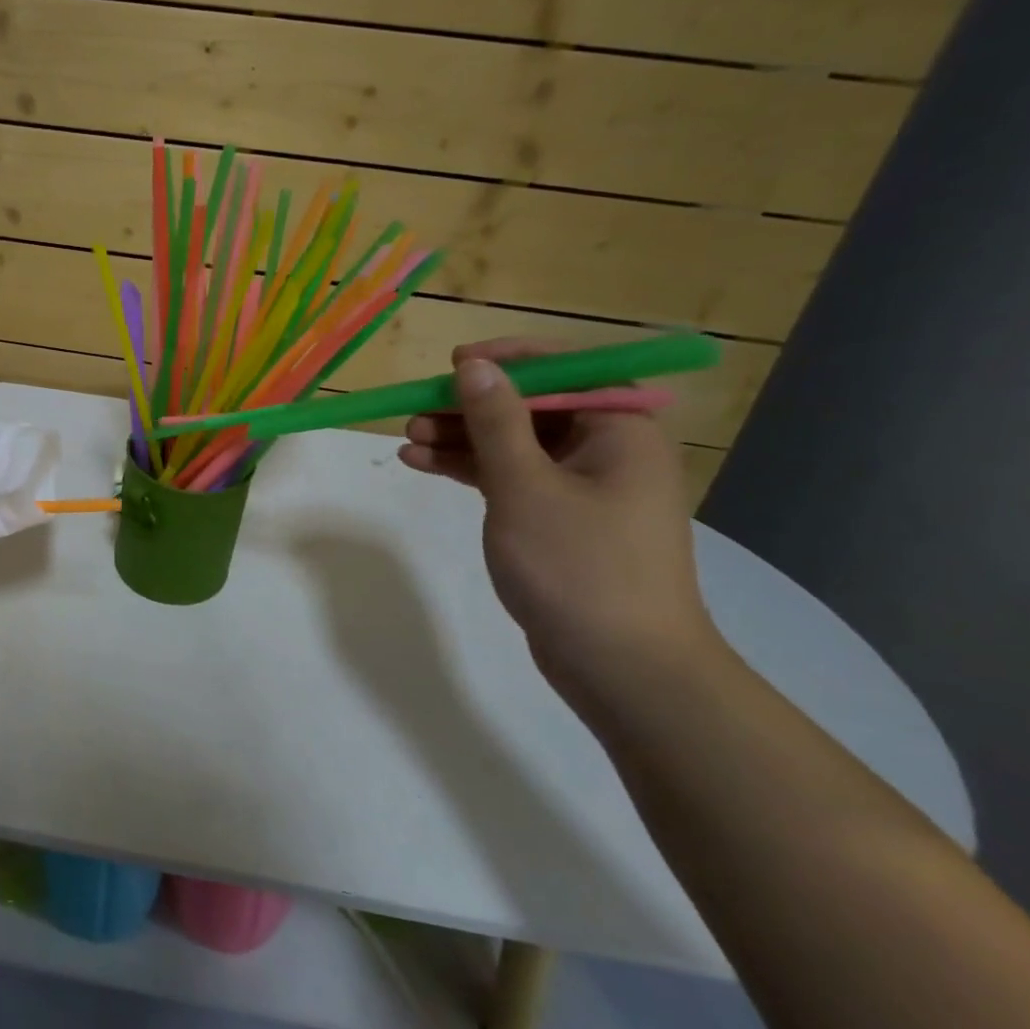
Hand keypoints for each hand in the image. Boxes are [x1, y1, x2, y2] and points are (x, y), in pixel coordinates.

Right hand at [398, 339, 718, 695]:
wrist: (622, 667)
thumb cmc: (578, 566)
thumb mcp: (526, 486)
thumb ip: (496, 421)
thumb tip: (474, 366)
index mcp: (619, 430)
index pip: (565, 371)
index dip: (507, 361)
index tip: (453, 365)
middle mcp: (605, 451)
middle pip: (530, 408)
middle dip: (470, 407)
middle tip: (416, 413)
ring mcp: (581, 488)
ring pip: (513, 445)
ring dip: (461, 440)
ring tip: (407, 441)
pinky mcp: (558, 521)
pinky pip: (510, 478)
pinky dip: (470, 471)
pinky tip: (424, 466)